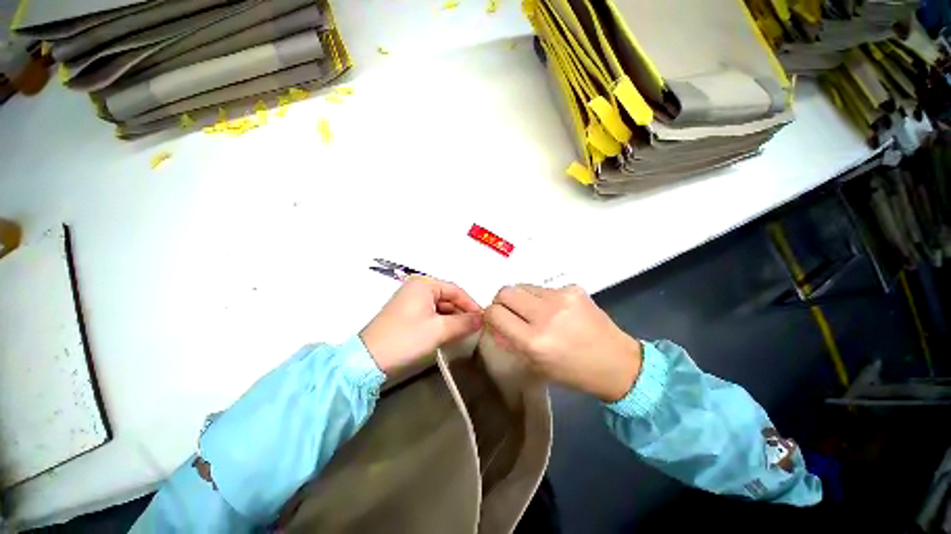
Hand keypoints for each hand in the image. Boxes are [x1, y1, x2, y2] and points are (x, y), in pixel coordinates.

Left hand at [360, 276, 483, 374]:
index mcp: (424, 285)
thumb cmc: (407, 338)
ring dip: (452, 318)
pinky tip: (449, 334)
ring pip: (439, 307)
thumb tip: (482, 319)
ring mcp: (409, 301)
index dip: (471, 304)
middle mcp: (416, 288)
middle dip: (461, 312)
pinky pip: (430, 314)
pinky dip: (441, 322)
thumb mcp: (439, 330)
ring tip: (465, 332)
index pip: (455, 290)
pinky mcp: (405, 314)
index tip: (483, 318)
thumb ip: (464, 323)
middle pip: (447, 297)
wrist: (368, 360)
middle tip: (475, 327)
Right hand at [485, 284, 642, 401]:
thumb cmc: (573, 371)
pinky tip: (556, 310)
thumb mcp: (535, 364)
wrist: (616, 362)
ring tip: (534, 312)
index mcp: (534, 341)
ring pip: (523, 286)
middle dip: (502, 302)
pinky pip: (543, 288)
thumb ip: (509, 341)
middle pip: (505, 291)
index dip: (490, 315)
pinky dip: (541, 298)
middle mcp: (545, 314)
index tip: (495, 319)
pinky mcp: (573, 288)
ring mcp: (561, 297)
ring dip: (521, 298)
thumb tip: (493, 323)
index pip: (495, 313)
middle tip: (511, 312)